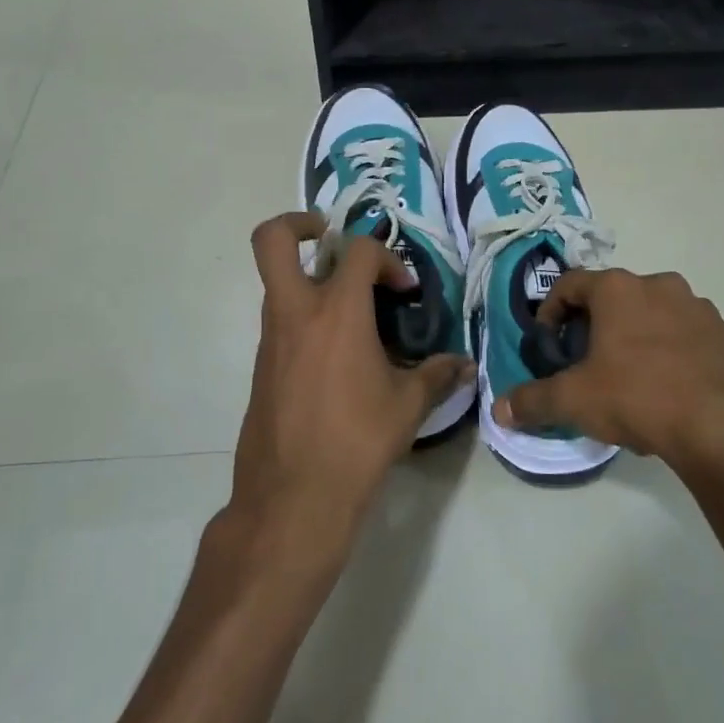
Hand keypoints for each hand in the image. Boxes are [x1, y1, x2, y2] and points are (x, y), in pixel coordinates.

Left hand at [225, 212, 472, 571]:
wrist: (292, 498)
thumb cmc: (356, 442)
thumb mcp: (408, 407)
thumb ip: (438, 376)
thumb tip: (463, 365)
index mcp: (336, 312)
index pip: (358, 250)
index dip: (387, 258)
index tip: (404, 291)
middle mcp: (295, 313)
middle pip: (272, 240)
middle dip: (298, 224)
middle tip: (328, 236)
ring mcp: (270, 338)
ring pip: (277, 282)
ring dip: (308, 279)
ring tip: (350, 309)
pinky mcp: (260, 366)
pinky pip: (280, 321)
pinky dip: (305, 318)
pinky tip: (336, 356)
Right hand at [493, 268, 723, 483]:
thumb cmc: (639, 397)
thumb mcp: (576, 400)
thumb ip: (533, 401)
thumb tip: (500, 410)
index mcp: (618, 289)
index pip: (569, 284)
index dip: (550, 311)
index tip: (547, 342)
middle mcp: (658, 285)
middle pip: (612, 297)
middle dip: (592, 325)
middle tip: (583, 362)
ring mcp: (697, 307)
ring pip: (650, 314)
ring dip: (632, 336)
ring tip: (625, 377)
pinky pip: (683, 334)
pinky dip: (666, 350)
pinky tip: (665, 388)